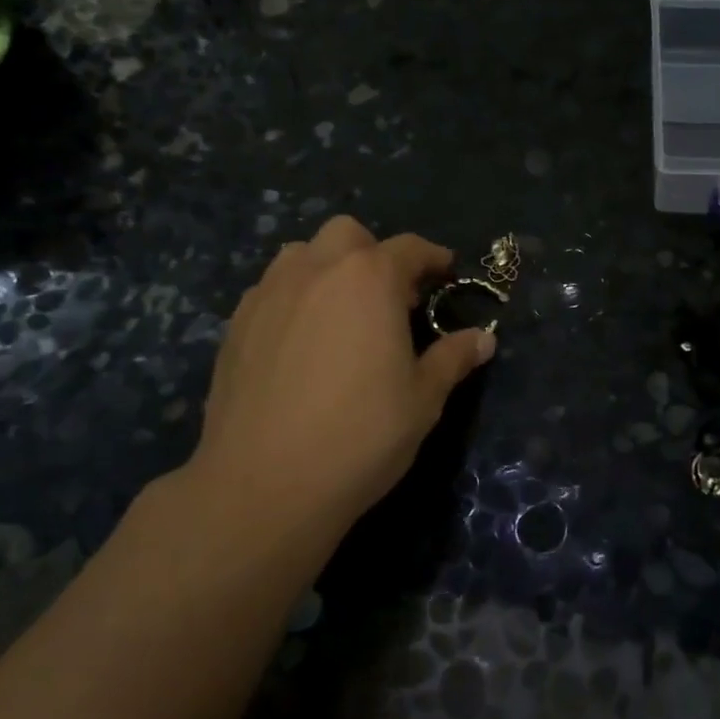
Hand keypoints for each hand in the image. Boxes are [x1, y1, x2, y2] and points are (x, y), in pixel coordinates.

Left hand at [177, 217, 493, 558]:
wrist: (264, 483)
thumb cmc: (361, 435)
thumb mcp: (423, 399)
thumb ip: (453, 359)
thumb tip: (484, 338)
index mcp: (369, 279)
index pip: (409, 248)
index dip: (433, 258)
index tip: (447, 274)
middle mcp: (316, 270)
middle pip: (348, 235)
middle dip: (374, 254)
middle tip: (390, 298)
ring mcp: (268, 294)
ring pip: (301, 255)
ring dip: (328, 269)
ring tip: (342, 314)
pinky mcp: (236, 325)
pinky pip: (271, 290)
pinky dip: (294, 299)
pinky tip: (301, 343)